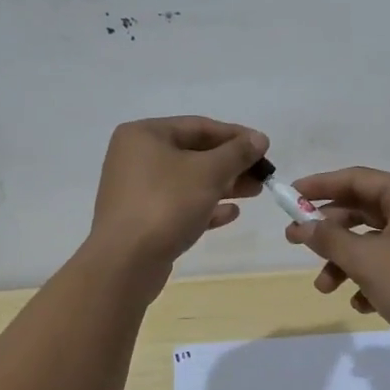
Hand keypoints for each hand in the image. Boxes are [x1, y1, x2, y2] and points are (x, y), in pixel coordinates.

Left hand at [89, 116, 267, 270]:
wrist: (125, 263)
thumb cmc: (166, 204)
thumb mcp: (208, 172)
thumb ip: (237, 153)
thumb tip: (259, 138)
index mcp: (144, 135)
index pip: (198, 126)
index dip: (235, 135)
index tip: (264, 147)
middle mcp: (136, 157)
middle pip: (193, 153)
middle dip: (231, 164)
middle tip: (263, 174)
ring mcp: (137, 190)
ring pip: (188, 181)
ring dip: (223, 185)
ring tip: (255, 192)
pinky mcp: (142, 219)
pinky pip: (179, 205)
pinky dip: (205, 206)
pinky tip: (232, 213)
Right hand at [285, 167, 389, 349]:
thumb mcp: (367, 261)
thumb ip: (330, 239)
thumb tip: (302, 226)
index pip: (356, 178)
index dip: (320, 186)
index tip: (289, 196)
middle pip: (362, 210)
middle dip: (328, 231)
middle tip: (294, 242)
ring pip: (372, 241)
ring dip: (345, 261)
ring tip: (325, 288)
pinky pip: (388, 262)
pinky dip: (369, 278)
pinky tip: (361, 303)